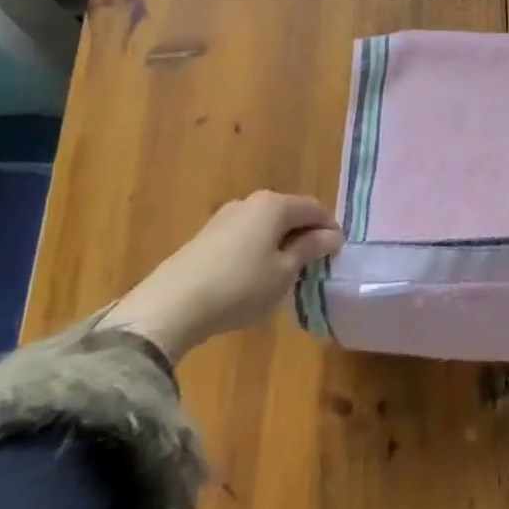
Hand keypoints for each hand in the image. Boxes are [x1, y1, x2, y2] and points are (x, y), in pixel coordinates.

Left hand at [101, 191, 342, 363]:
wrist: (170, 306)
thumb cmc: (239, 287)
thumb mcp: (284, 273)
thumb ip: (310, 250)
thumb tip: (332, 236)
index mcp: (275, 205)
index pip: (314, 208)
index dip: (329, 229)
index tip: (337, 254)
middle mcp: (250, 202)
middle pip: (288, 213)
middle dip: (304, 235)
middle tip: (314, 264)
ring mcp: (224, 217)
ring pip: (265, 225)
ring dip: (280, 243)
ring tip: (284, 273)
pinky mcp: (205, 237)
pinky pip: (244, 237)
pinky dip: (257, 250)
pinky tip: (253, 277)